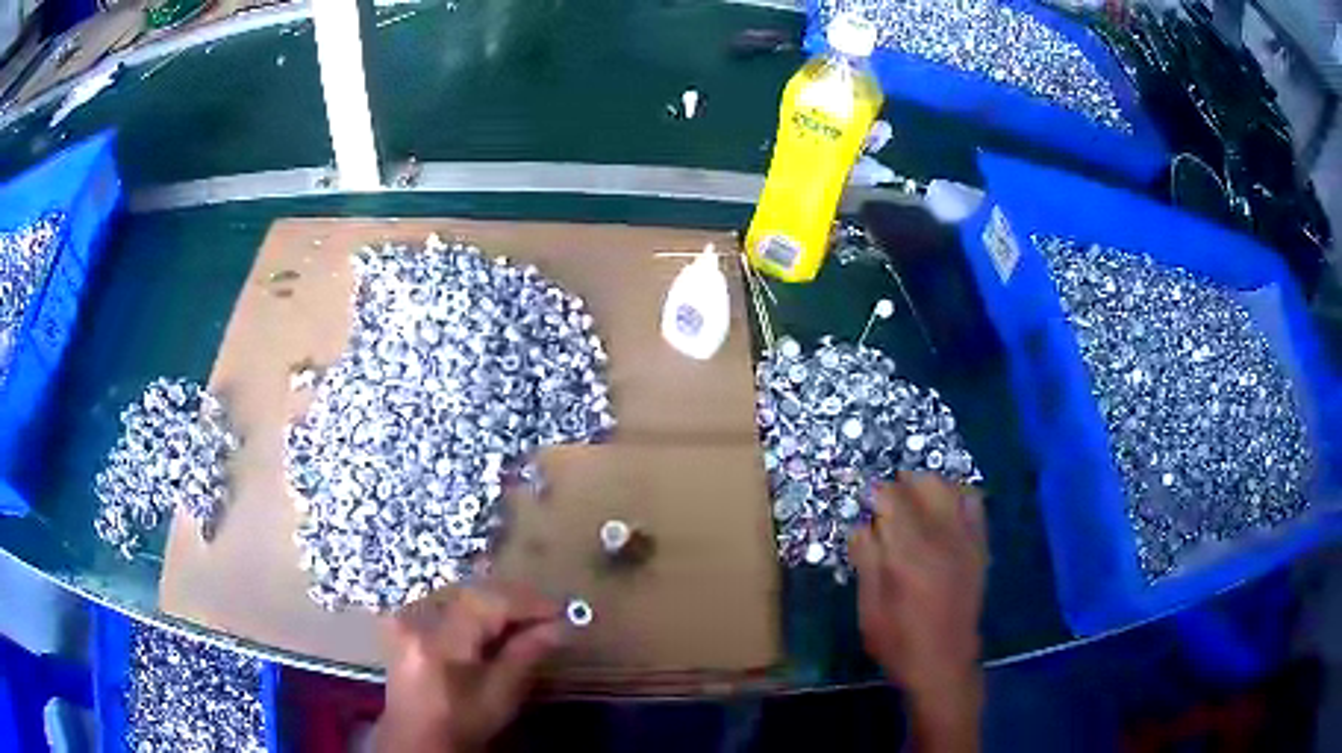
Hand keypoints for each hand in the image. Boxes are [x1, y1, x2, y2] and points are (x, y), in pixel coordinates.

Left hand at [375, 582, 567, 752]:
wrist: (417, 737)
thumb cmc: (462, 723)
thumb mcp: (499, 696)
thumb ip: (526, 655)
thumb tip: (562, 626)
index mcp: (439, 639)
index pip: (488, 602)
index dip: (528, 602)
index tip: (562, 610)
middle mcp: (417, 617)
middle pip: (472, 591)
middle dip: (513, 599)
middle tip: (548, 613)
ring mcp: (406, 616)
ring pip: (460, 593)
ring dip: (495, 602)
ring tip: (525, 618)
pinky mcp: (404, 620)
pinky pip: (446, 602)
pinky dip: (473, 608)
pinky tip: (493, 623)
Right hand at [850, 473, 987, 752]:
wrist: (944, 664)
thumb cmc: (898, 641)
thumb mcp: (869, 607)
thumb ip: (866, 560)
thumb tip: (862, 525)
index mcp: (909, 552)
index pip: (891, 497)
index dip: (874, 495)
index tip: (864, 506)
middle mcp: (942, 536)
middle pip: (924, 482)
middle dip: (901, 486)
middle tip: (885, 507)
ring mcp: (966, 539)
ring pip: (951, 487)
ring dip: (928, 488)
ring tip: (913, 506)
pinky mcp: (980, 547)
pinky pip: (974, 504)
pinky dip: (957, 497)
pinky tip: (943, 513)